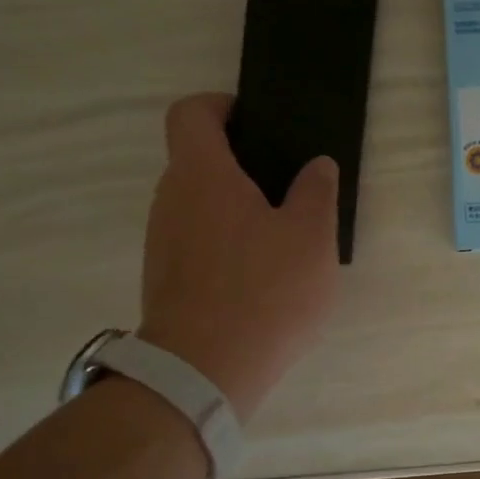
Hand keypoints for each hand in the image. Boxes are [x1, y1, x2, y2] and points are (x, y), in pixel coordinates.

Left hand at [137, 93, 340, 421]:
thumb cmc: (264, 291)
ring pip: (198, 204)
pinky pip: (195, 241)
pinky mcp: (164, 278)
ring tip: (281, 236)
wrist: (203, 373)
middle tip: (288, 186)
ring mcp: (162, 241)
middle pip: (197, 160)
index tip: (256, 124)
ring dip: (234, 207)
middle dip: (240, 164)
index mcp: (202, 174)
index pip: (191, 113)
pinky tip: (260, 276)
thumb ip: (317, 191)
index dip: (221, 106)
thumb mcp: (311, 237)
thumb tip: (316, 165)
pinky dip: (224, 243)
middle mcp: (170, 199)